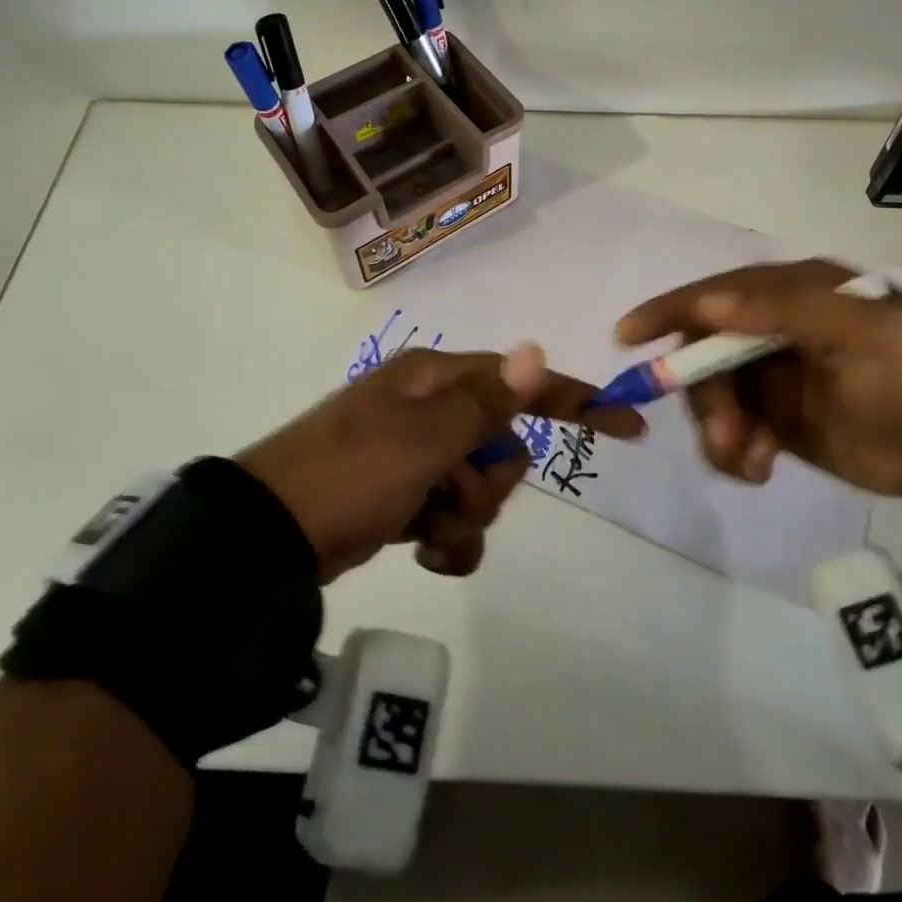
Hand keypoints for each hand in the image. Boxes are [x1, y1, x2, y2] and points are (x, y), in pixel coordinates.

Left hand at [238, 345, 643, 581]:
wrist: (273, 536)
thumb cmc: (353, 472)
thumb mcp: (425, 437)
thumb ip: (487, 402)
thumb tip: (535, 349)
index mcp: (435, 381)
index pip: (519, 384)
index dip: (574, 400)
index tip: (627, 423)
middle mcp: (430, 411)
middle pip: (502, 447)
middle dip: (488, 482)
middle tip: (449, 492)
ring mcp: (416, 457)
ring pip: (480, 489)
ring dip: (464, 518)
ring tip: (425, 528)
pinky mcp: (404, 498)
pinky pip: (453, 519)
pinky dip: (447, 541)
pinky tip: (422, 552)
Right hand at [616, 259, 901, 496]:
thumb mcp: (860, 331)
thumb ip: (785, 308)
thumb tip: (709, 302)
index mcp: (791, 293)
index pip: (715, 293)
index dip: (669, 311)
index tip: (627, 336)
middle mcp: (771, 326)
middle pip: (704, 352)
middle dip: (705, 396)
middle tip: (727, 438)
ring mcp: (769, 373)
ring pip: (711, 395)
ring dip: (719, 430)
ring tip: (750, 461)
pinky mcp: (772, 415)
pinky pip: (729, 429)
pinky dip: (733, 451)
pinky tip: (759, 469)